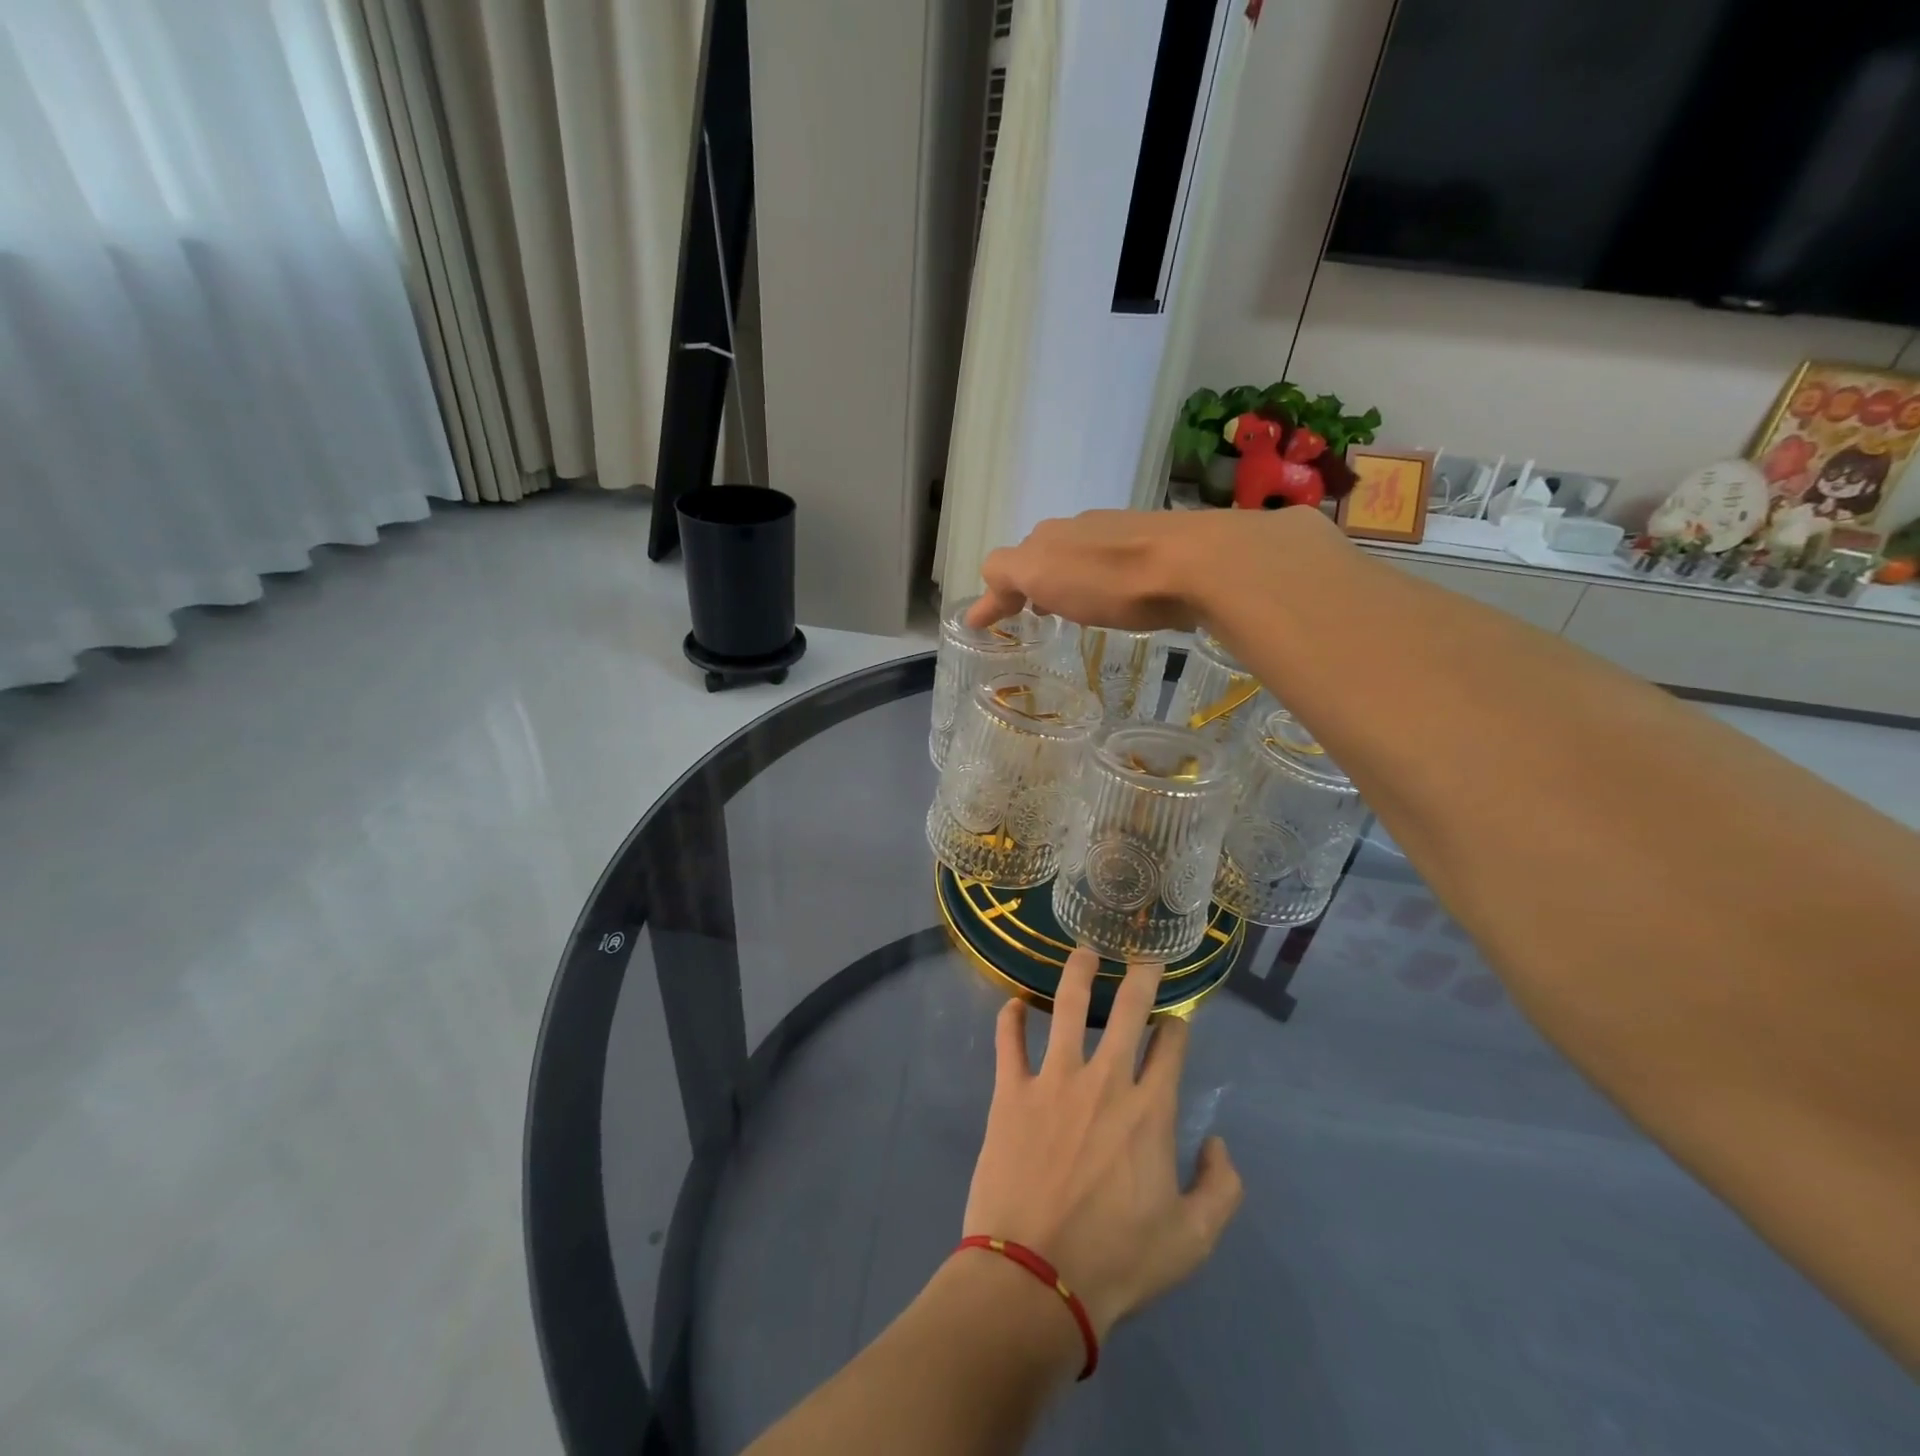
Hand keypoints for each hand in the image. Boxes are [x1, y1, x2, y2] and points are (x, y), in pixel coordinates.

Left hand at [961, 950, 1243, 1340]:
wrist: (1035, 1279)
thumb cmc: (1116, 1262)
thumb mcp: (1191, 1242)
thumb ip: (1221, 1189)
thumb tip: (1217, 1143)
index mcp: (1150, 1111)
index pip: (1170, 1047)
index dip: (1176, 1024)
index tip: (1176, 1016)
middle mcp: (1105, 1081)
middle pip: (1127, 1011)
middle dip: (1140, 976)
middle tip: (1142, 953)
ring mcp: (1053, 1080)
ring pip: (1067, 1008)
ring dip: (1077, 973)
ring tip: (1083, 950)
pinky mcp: (1011, 1091)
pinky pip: (1008, 1042)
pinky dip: (1010, 1018)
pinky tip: (1013, 1002)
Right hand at [968, 506, 1332, 633]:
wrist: (1197, 564)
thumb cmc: (1110, 578)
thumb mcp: (1042, 575)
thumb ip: (1007, 576)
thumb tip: (988, 588)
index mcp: (1049, 538)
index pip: (1007, 564)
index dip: (995, 594)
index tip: (983, 623)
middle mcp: (1081, 529)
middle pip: (1043, 555)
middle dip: (1030, 582)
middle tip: (1029, 613)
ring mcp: (1122, 534)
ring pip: (1080, 557)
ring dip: (1066, 581)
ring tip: (1070, 610)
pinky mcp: (1159, 548)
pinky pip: (1115, 564)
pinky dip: (1100, 581)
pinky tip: (1116, 600)